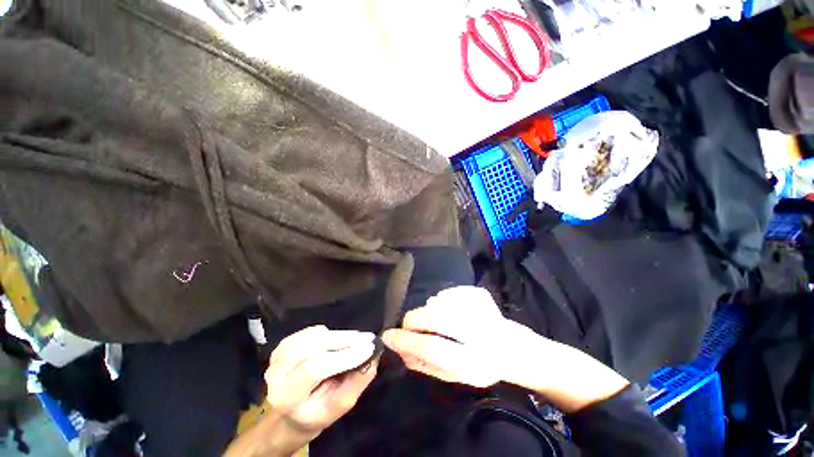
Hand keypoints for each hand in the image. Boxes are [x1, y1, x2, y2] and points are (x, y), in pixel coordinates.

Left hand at [265, 325, 378, 433]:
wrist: (291, 411)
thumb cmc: (317, 412)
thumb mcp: (340, 406)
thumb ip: (357, 382)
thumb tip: (373, 357)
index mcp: (287, 397)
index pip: (315, 369)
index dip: (344, 356)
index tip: (369, 348)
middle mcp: (276, 373)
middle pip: (313, 346)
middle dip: (345, 339)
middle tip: (367, 338)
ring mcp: (277, 356)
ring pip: (313, 336)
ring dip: (339, 335)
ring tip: (357, 339)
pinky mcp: (284, 344)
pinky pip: (311, 331)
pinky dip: (330, 332)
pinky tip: (338, 340)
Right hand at [383, 286, 629, 412]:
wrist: (513, 348)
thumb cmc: (480, 366)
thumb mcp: (454, 376)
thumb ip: (425, 363)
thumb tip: (399, 348)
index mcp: (475, 362)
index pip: (433, 349)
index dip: (407, 342)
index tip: (388, 336)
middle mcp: (481, 332)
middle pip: (434, 318)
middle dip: (414, 321)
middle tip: (410, 326)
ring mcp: (482, 307)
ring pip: (438, 302)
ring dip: (429, 312)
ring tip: (441, 322)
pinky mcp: (480, 293)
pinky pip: (447, 293)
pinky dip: (442, 302)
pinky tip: (453, 312)